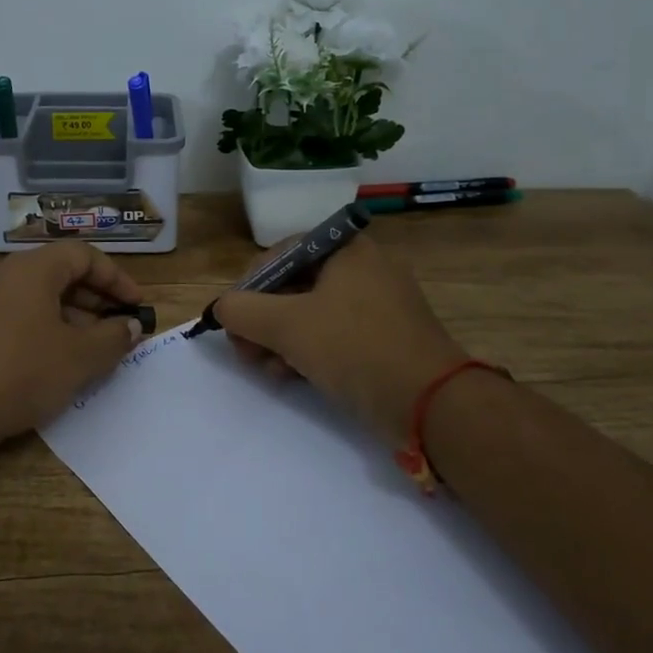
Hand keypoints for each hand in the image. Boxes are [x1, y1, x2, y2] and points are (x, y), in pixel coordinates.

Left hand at [0, 242, 146, 461]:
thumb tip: (130, 326)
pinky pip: (23, 321)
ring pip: (42, 301)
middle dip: (98, 301)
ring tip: (97, 354)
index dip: (116, 278)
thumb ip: (113, 338)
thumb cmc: (20, 371)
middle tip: (121, 331)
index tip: (136, 306)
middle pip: (62, 276)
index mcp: (34, 269)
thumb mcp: (79, 357)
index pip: (84, 255)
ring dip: (75, 322)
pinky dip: (49, 335)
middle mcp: (9, 277)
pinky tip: (61, 368)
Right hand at [213, 234, 467, 444]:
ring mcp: (378, 304)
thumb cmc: (354, 347)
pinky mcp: (385, 337)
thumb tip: (221, 308)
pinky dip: (308, 350)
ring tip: (264, 368)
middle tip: (244, 350)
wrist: (431, 403)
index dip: (249, 286)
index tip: (233, 319)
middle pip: (294, 285)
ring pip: (311, 313)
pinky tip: (290, 375)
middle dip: (262, 319)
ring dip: (280, 339)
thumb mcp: (286, 325)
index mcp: (346, 249)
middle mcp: (364, 267)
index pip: (280, 254)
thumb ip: (242, 311)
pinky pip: (334, 334)